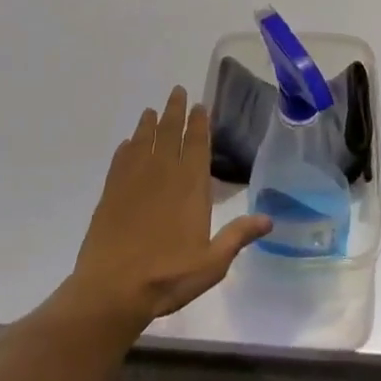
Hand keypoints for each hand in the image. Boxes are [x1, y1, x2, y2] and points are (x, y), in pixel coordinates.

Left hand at [71, 86, 271, 327]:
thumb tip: (269, 219)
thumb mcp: (212, 263)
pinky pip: (120, 160)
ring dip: (149, 123)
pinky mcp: (110, 192)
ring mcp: (133, 180)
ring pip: (143, 141)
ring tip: (151, 111)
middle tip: (177, 91)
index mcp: (190, 185)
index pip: (196, 144)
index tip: (200, 105)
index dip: (198, 122)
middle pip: (169, 132)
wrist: (112, 289)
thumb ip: (238, 236)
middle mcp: (162, 173)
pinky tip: (127, 145)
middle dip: (175, 111)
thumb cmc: (167, 275)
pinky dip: (126, 148)